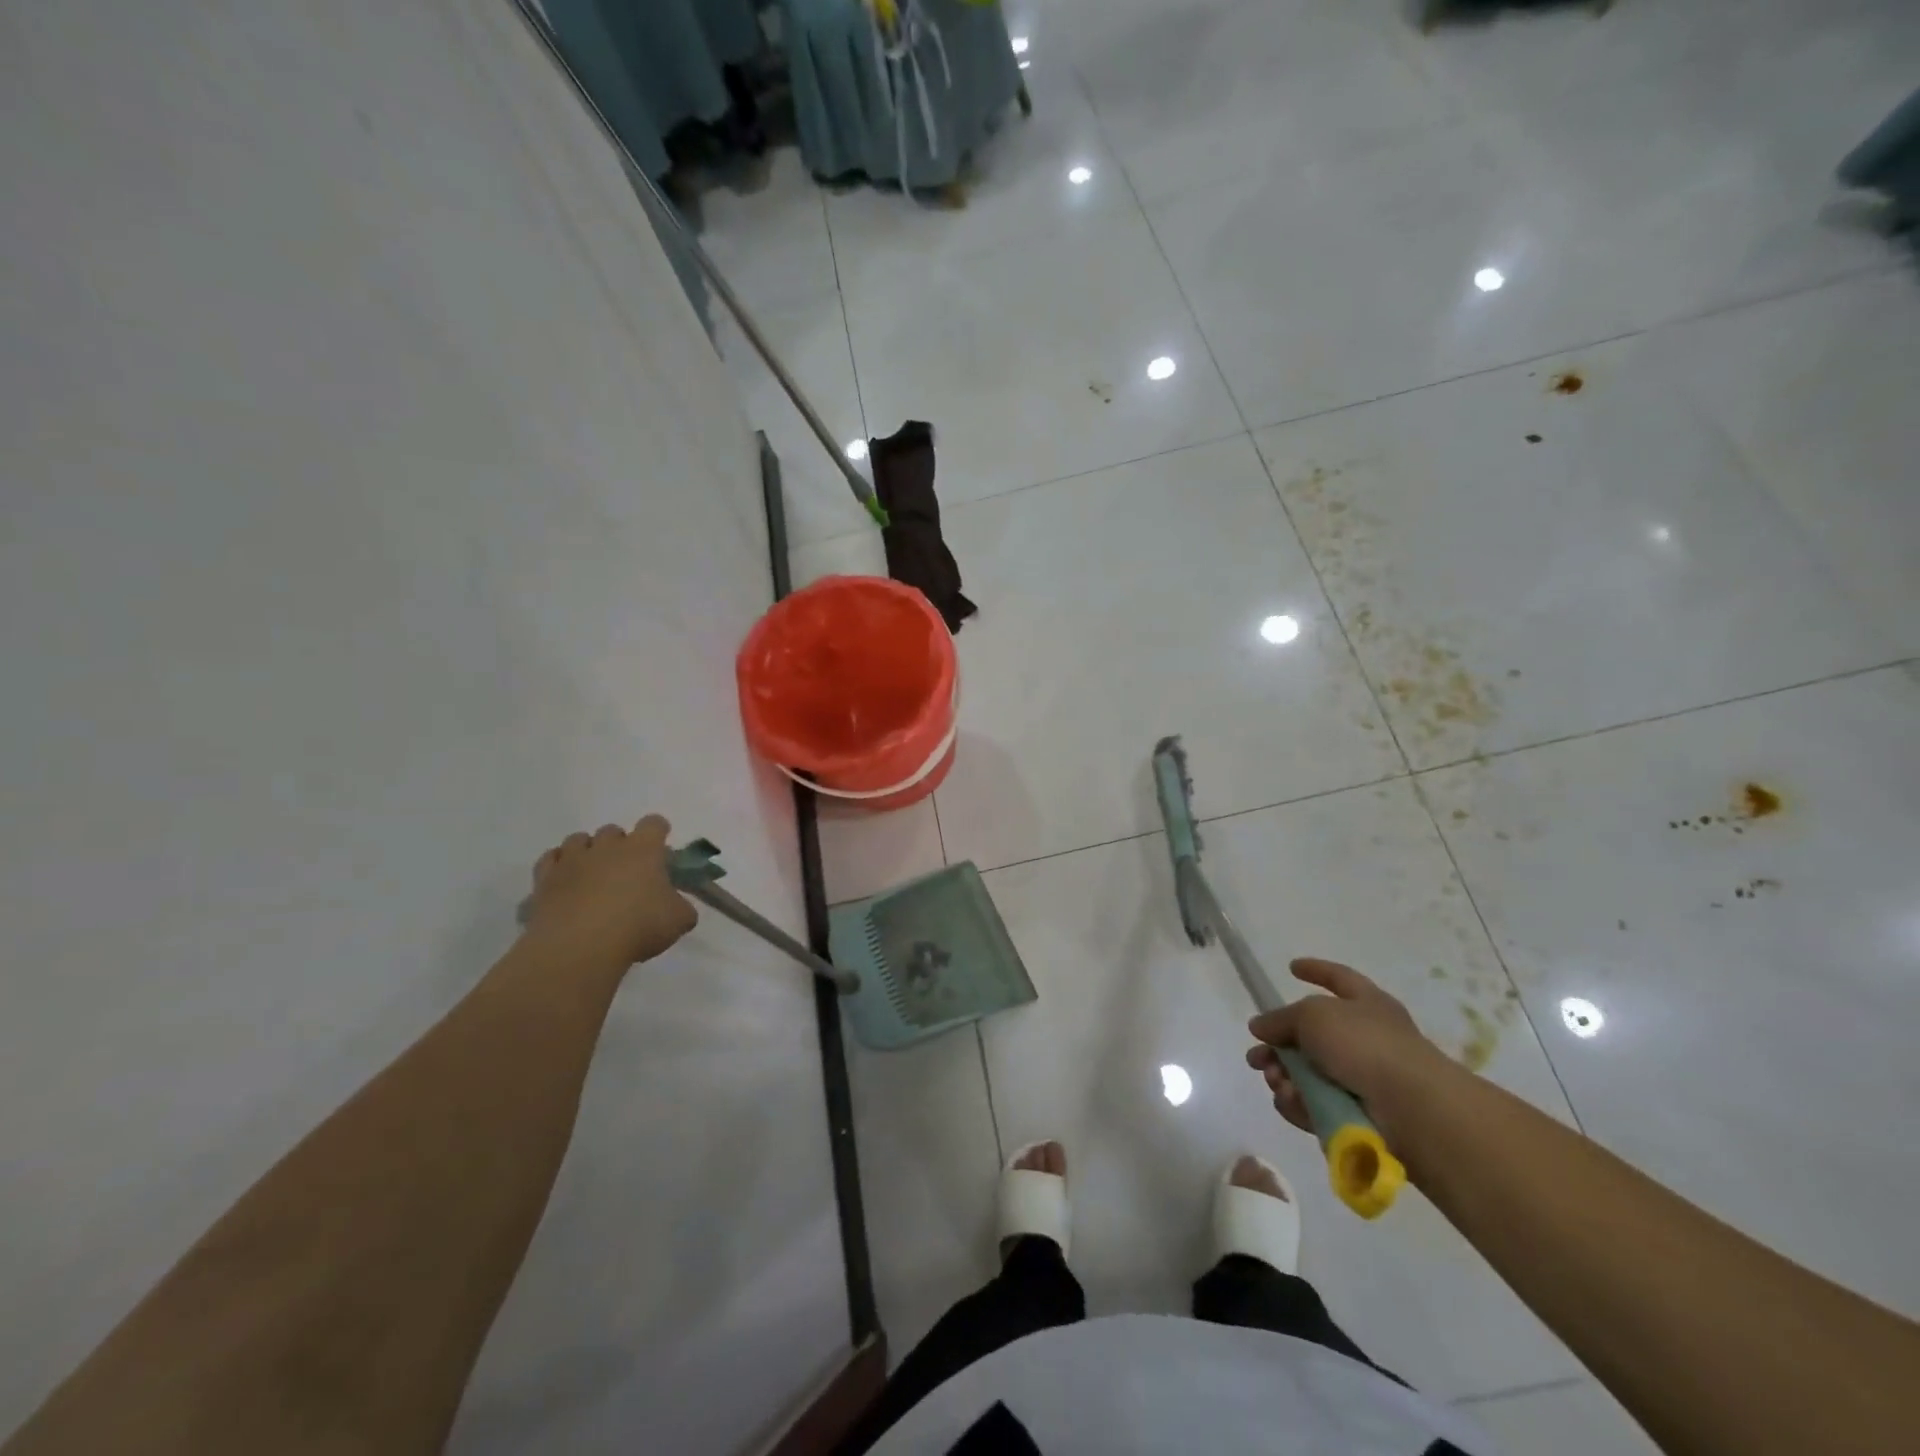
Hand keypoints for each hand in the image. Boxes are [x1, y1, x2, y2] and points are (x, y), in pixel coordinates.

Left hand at [524, 816, 697, 968]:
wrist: (579, 947)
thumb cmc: (638, 926)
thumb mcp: (678, 921)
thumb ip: (682, 907)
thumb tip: (677, 906)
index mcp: (643, 849)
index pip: (654, 823)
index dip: (658, 832)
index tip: (661, 850)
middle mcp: (607, 846)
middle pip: (613, 830)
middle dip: (620, 845)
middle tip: (626, 871)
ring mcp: (572, 860)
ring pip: (578, 839)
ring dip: (587, 851)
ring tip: (592, 875)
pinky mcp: (544, 879)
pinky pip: (550, 859)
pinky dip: (558, 865)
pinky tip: (565, 882)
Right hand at [1245, 958, 1454, 1140]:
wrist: (1413, 1110)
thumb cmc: (1365, 1045)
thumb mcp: (1312, 1015)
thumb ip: (1281, 1018)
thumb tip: (1260, 1027)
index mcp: (1366, 1004)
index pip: (1339, 978)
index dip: (1316, 970)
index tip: (1292, 967)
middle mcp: (1366, 1038)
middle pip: (1311, 1036)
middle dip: (1278, 1047)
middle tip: (1256, 1058)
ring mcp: (1364, 1079)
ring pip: (1308, 1074)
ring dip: (1284, 1077)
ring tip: (1277, 1081)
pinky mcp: (1358, 1116)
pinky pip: (1316, 1105)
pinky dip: (1299, 1103)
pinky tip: (1290, 1101)